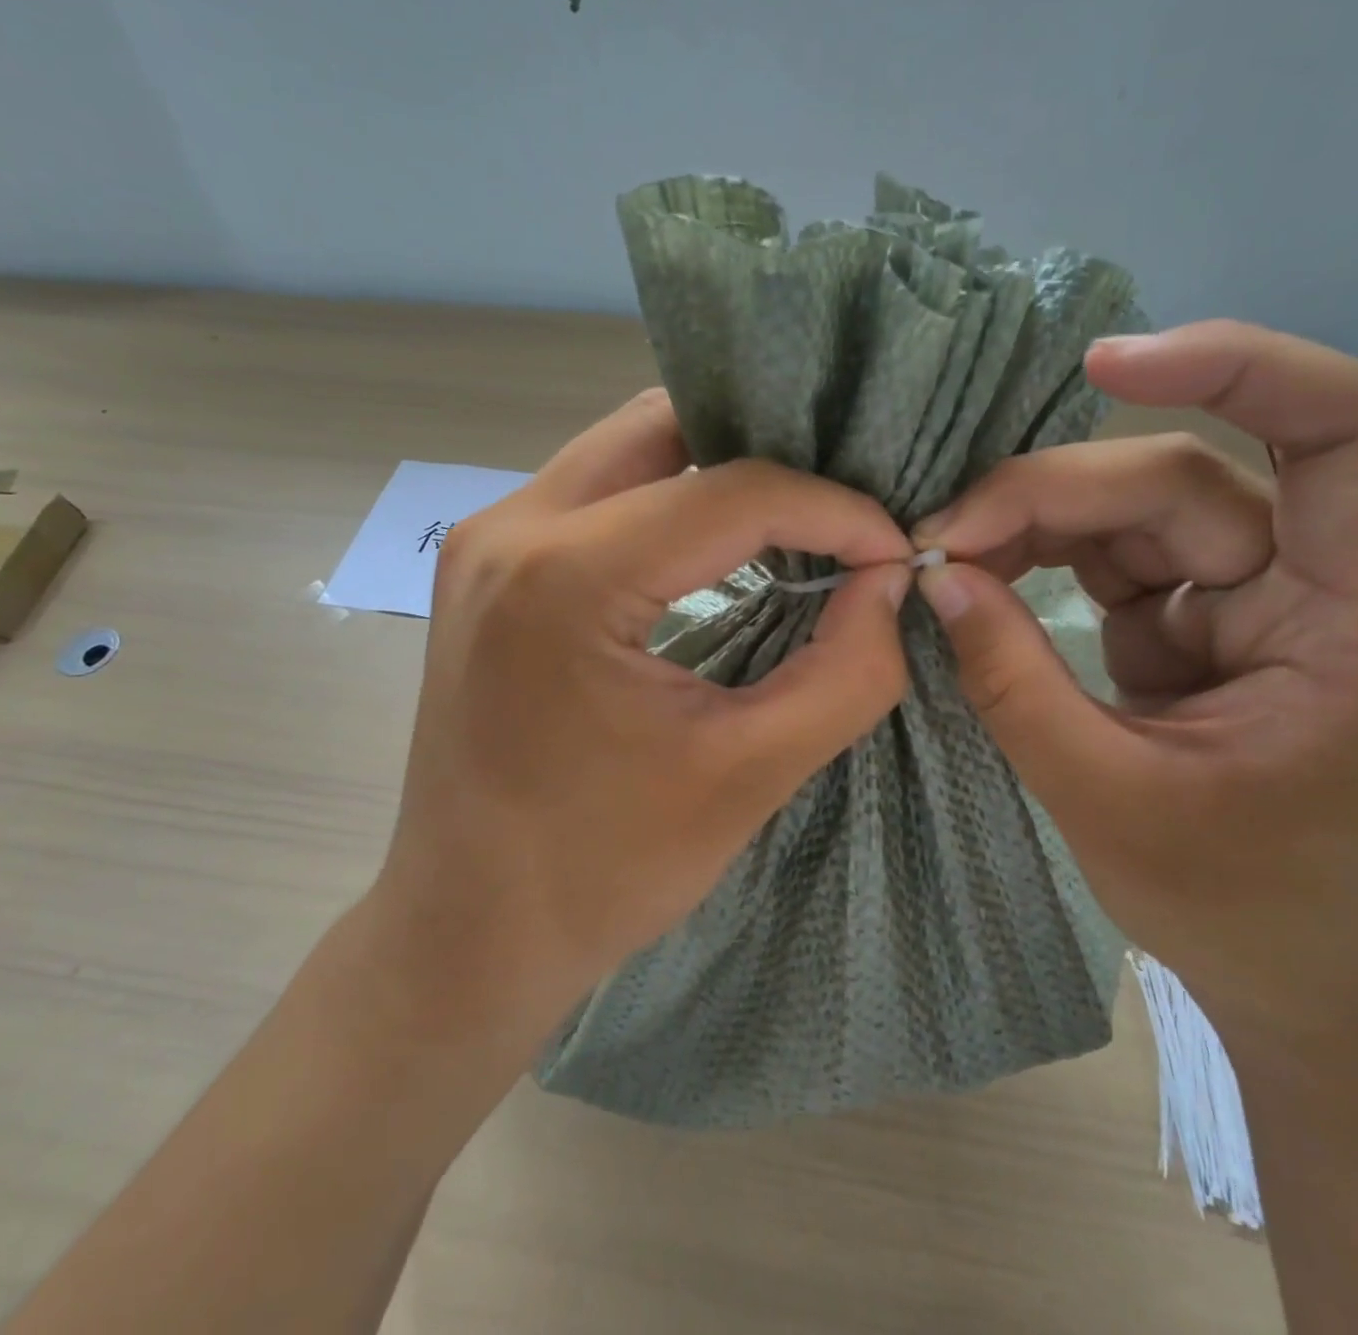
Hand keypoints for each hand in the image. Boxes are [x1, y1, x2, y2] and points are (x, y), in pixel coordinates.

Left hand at [373, 389, 914, 1042]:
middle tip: (841, 509)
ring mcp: (483, 540)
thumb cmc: (600, 872)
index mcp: (565, 577)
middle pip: (664, 429)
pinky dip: (667, 500)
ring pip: (625, 450)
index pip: (732, 492)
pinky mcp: (484, 566)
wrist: (467, 929)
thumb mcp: (746, 777)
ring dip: (715, 472)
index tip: (890, 552)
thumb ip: (844, 672)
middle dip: (768, 456)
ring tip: (794, 521)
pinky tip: (717, 546)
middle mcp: (509, 528)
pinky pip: (594, 493)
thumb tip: (889, 581)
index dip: (833, 510)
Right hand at [912, 323, 1357, 1029]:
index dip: (1239, 369)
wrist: (1282, 963)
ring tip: (944, 555)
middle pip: (1177, 479)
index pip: (1344, 433)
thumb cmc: (1235, 902)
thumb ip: (1014, 682)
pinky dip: (1035, 555)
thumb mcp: (1106, 797)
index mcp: (1350, 620)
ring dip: (1031, 519)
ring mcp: (1239, 596)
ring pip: (1131, 508)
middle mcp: (1306, 583)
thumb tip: (936, 579)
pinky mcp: (1183, 618)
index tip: (1107, 366)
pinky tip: (978, 575)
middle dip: (1048, 494)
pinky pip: (1104, 555)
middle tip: (939, 539)